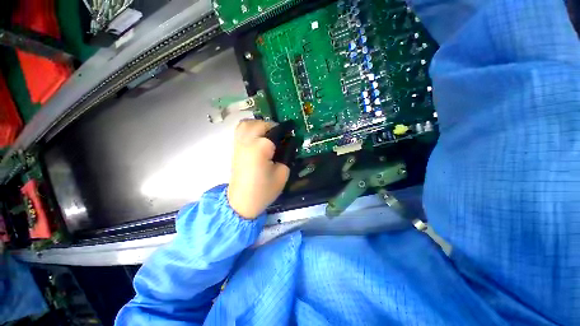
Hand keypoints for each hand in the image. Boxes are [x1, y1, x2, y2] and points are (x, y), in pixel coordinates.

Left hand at [227, 120, 290, 218]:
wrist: (242, 202)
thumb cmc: (264, 191)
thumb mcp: (283, 174)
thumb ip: (287, 155)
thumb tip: (290, 142)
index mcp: (260, 148)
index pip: (275, 131)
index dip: (286, 131)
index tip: (293, 132)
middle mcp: (247, 142)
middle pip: (260, 124)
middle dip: (272, 127)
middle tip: (281, 136)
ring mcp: (238, 144)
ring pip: (247, 124)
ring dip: (259, 125)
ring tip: (268, 134)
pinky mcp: (235, 148)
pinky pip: (240, 130)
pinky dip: (250, 129)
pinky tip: (258, 138)